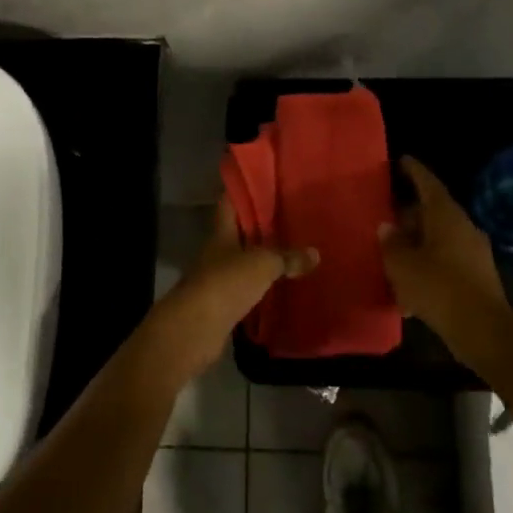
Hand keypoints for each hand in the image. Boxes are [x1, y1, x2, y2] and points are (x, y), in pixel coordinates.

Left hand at [146, 198, 316, 384]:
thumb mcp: (262, 264)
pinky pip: (247, 289)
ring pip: (244, 261)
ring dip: (263, 258)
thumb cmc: (225, 283)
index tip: (266, 183)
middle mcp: (217, 252)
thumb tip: (316, 253)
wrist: (196, 328)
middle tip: (291, 217)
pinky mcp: (223, 305)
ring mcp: (218, 279)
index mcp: (221, 233)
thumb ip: (287, 257)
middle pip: (239, 233)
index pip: (229, 203)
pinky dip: (262, 287)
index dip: (244, 191)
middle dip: (261, 226)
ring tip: (293, 250)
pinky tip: (282, 286)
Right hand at [379, 157, 512, 373]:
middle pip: (433, 211)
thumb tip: (387, 227)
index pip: (428, 183)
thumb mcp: (402, 265)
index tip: (401, 160)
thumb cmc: (439, 288)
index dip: (414, 171)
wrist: (483, 331)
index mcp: (446, 216)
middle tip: (385, 215)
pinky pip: (445, 260)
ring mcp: (473, 252)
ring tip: (392, 252)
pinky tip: (407, 285)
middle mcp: (463, 227)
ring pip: (438, 238)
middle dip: (409, 213)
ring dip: (416, 242)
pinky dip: (426, 264)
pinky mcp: (476, 276)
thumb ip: (391, 243)